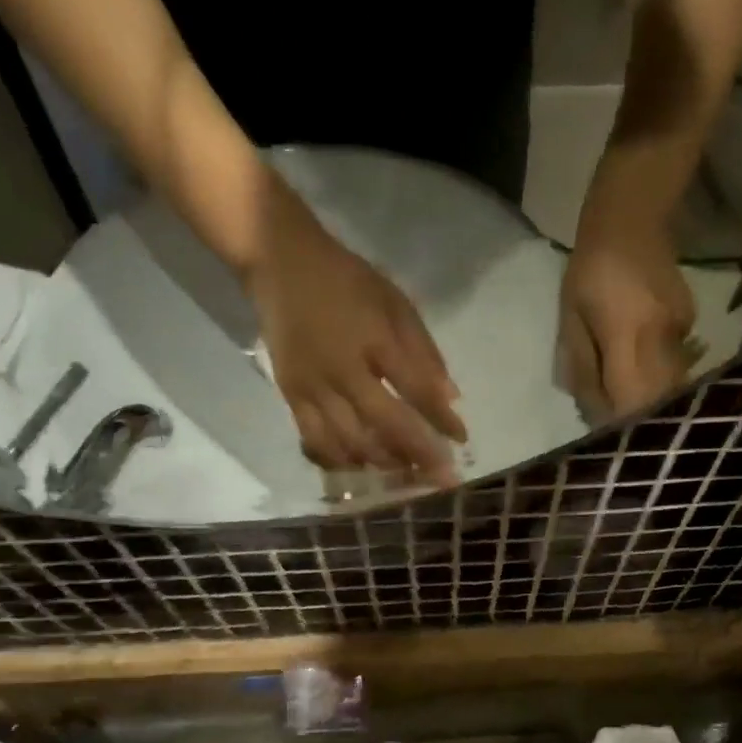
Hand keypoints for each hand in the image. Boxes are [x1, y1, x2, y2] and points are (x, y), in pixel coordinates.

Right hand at [248, 184, 466, 478]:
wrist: (279, 264)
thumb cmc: (346, 281)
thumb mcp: (394, 302)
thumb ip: (423, 351)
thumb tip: (450, 399)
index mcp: (373, 339)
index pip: (416, 390)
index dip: (441, 420)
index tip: (462, 440)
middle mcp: (342, 370)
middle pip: (385, 426)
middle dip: (419, 456)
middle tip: (441, 478)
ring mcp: (312, 388)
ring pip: (351, 442)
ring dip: (384, 464)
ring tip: (407, 476)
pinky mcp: (291, 398)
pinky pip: (317, 442)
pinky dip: (343, 461)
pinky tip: (363, 469)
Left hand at [558, 209, 696, 419]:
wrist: (632, 217)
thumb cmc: (588, 269)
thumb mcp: (571, 319)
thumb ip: (582, 367)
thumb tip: (593, 412)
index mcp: (628, 335)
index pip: (631, 400)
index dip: (619, 424)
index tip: (605, 433)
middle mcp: (662, 338)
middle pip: (658, 400)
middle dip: (638, 419)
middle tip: (616, 425)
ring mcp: (681, 330)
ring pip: (671, 386)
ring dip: (649, 401)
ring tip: (624, 400)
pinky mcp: (690, 322)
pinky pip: (675, 364)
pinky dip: (657, 376)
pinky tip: (639, 367)